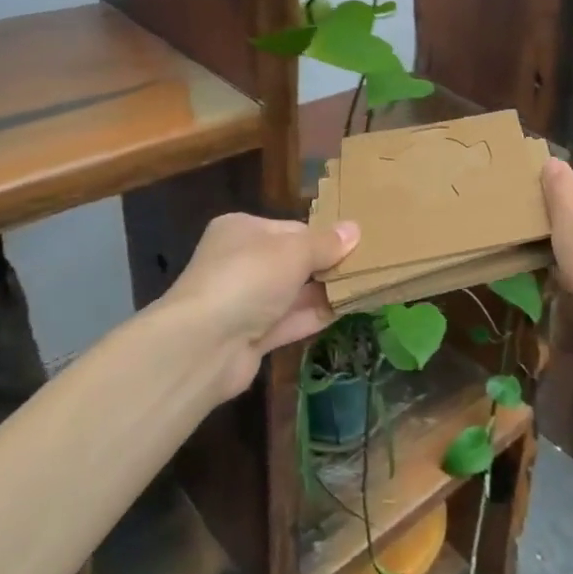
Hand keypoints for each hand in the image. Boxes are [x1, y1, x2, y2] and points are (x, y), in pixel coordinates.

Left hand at [165, 212, 359, 398]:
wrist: (205, 344)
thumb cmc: (249, 278)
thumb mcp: (294, 252)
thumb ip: (326, 243)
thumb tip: (355, 229)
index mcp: (242, 229)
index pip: (291, 229)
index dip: (323, 238)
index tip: (356, 246)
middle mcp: (240, 262)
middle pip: (292, 261)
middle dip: (326, 267)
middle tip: (368, 268)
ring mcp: (244, 301)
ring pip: (293, 293)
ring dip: (324, 293)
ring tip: (367, 288)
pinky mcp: (250, 336)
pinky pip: (288, 321)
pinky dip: (314, 317)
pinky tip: (347, 311)